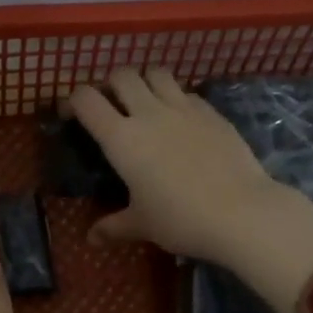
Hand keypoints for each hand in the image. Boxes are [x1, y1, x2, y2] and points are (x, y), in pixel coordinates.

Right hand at [65, 68, 312, 312]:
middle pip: (122, 75)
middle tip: (112, 107)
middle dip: (110, 85)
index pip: (86, 99)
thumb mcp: (142, 224)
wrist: (241, 212)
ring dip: (145, 82)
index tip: (71, 115)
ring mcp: (183, 108)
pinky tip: (181, 121)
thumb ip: (113, 226)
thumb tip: (91, 239)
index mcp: (121, 138)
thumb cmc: (181, 219)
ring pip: (156, 73)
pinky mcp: (212, 112)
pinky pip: (187, 92)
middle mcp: (149, 113)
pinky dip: (176, 98)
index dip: (73, 101)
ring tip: (146, 104)